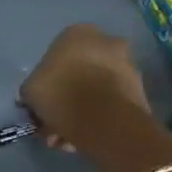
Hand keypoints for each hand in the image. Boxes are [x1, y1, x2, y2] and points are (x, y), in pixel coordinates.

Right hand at [18, 24, 150, 149]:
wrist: (104, 119)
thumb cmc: (60, 93)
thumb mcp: (30, 90)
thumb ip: (33, 89)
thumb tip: (36, 98)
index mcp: (77, 33)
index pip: (56, 54)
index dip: (47, 80)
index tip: (42, 100)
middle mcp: (107, 42)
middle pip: (80, 72)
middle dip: (67, 96)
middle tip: (53, 120)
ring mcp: (128, 66)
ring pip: (97, 90)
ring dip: (82, 110)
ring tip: (66, 138)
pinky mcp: (141, 92)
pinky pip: (111, 104)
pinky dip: (99, 119)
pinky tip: (83, 139)